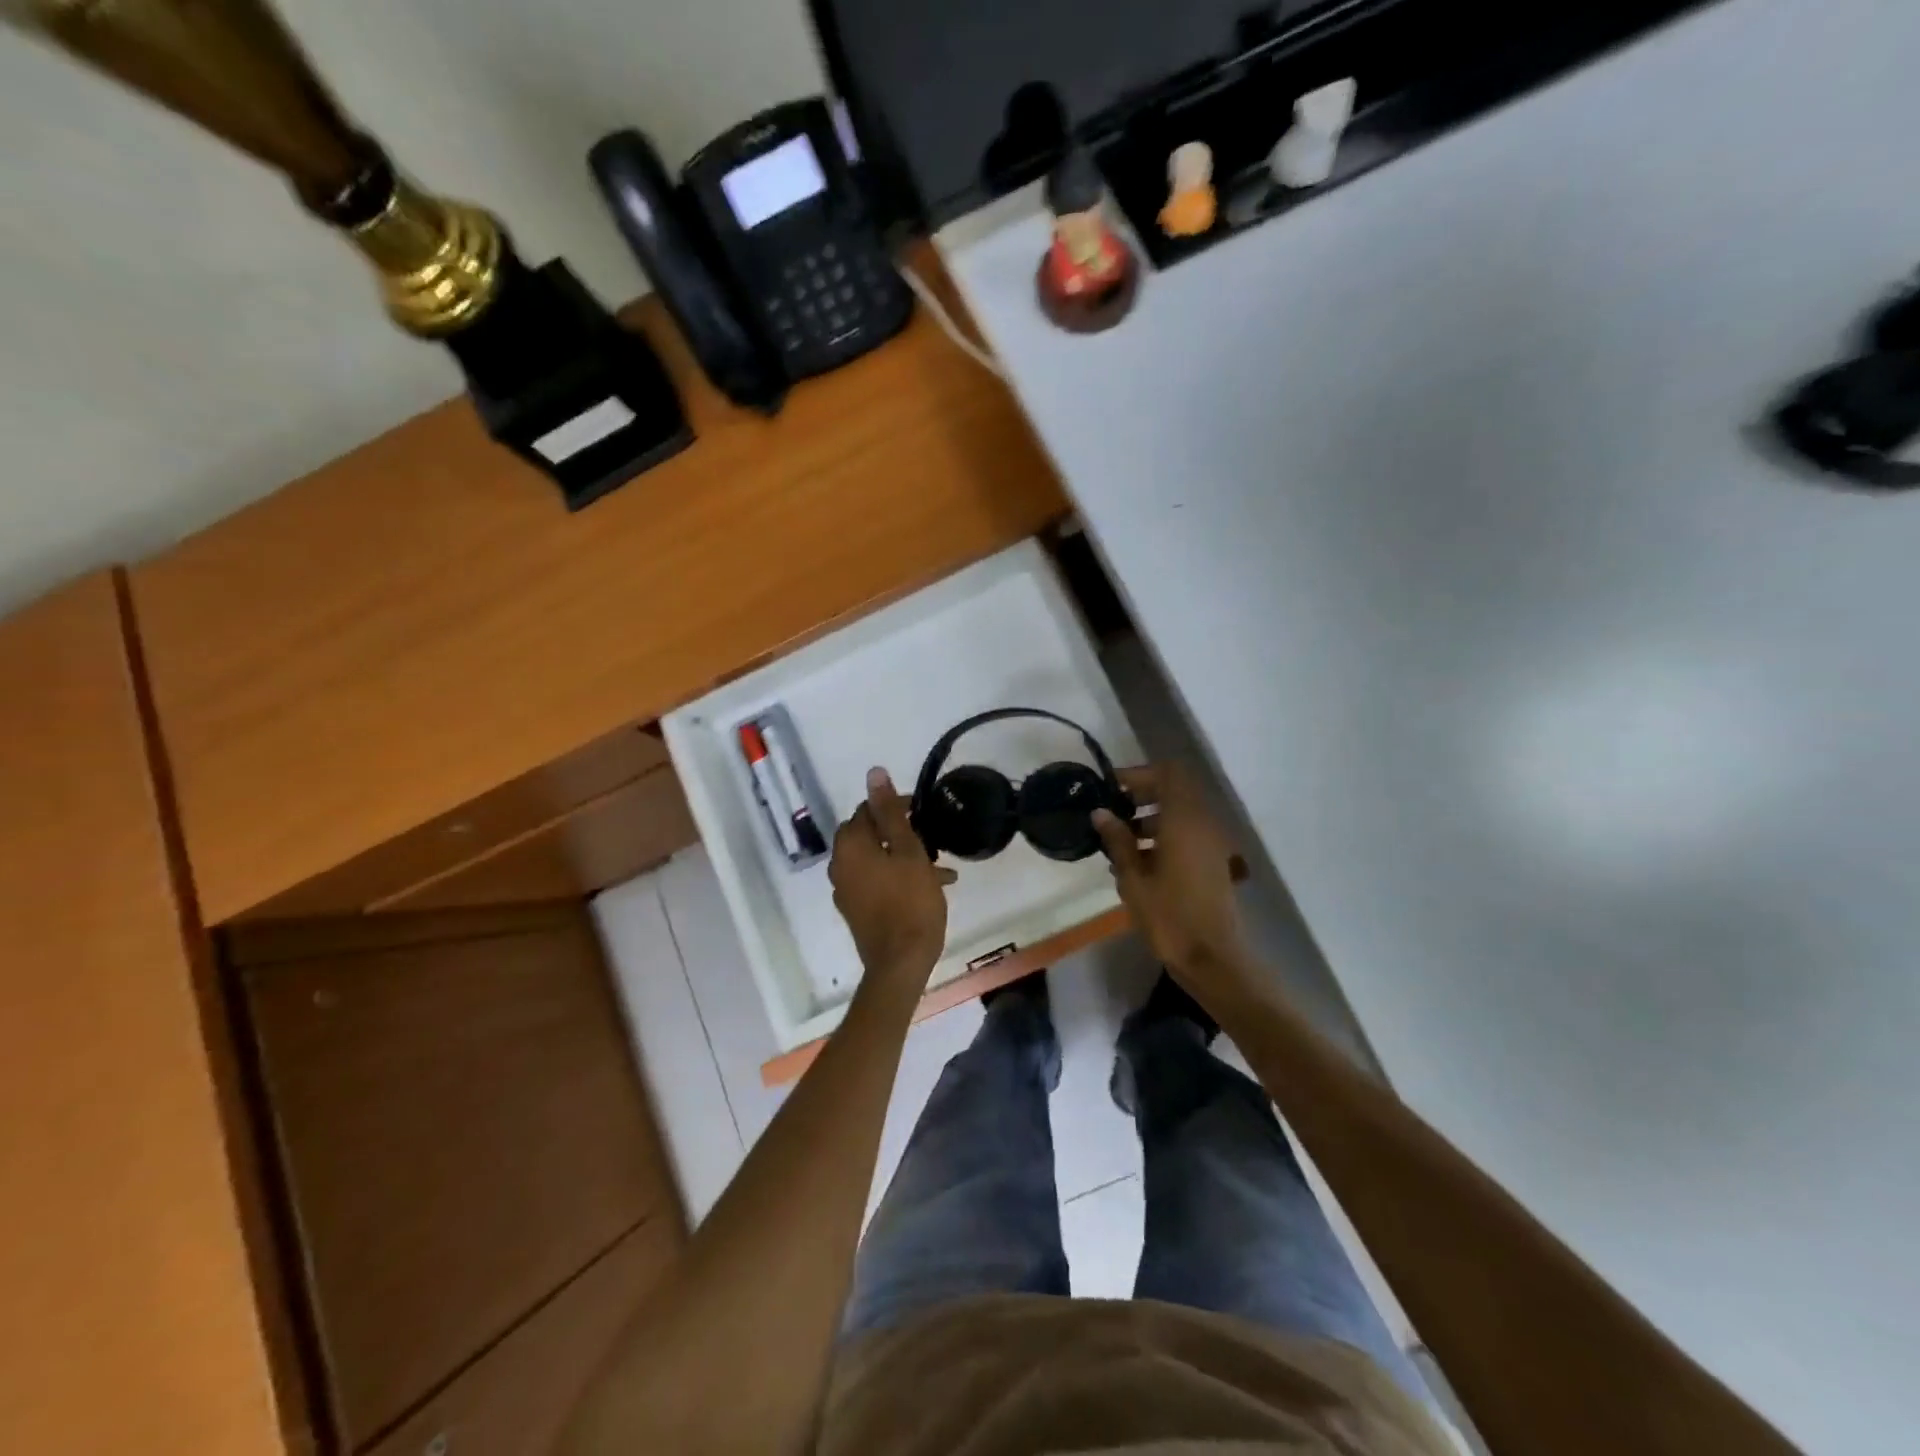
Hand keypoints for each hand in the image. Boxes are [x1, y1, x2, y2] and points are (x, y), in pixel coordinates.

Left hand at [830, 767, 956, 986]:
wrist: (900, 963)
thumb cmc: (910, 902)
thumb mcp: (907, 851)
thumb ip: (891, 811)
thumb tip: (873, 772)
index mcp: (850, 846)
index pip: (868, 810)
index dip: (896, 806)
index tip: (924, 812)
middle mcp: (840, 864)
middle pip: (869, 834)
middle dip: (899, 832)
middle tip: (929, 837)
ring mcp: (845, 890)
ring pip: (875, 859)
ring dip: (902, 856)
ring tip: (939, 866)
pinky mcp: (856, 909)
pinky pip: (875, 881)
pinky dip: (897, 876)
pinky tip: (929, 886)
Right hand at [1093, 762, 1246, 985]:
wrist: (1213, 959)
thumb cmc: (1169, 917)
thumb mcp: (1134, 878)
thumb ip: (1118, 840)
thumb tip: (1101, 812)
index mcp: (1184, 821)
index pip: (1168, 774)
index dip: (1139, 775)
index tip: (1110, 788)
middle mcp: (1203, 825)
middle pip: (1174, 792)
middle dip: (1141, 797)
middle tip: (1110, 815)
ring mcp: (1212, 844)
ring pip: (1180, 815)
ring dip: (1150, 819)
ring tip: (1118, 844)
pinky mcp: (1213, 863)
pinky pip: (1187, 836)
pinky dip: (1164, 838)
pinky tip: (1137, 865)